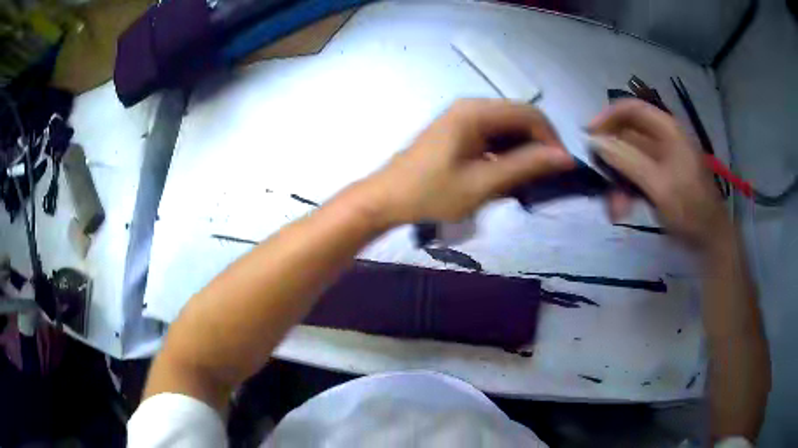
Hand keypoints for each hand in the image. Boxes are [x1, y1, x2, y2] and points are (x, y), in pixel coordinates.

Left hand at [367, 99, 574, 224]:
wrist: (386, 199)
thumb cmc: (431, 193)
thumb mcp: (482, 183)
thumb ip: (525, 166)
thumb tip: (564, 157)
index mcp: (476, 112)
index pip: (530, 113)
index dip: (551, 138)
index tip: (561, 168)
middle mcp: (471, 107)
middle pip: (520, 117)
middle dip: (538, 144)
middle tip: (546, 177)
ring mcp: (463, 117)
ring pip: (507, 127)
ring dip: (523, 150)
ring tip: (528, 179)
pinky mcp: (458, 131)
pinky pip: (493, 135)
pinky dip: (506, 152)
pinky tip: (507, 174)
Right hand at [589, 99, 730, 248]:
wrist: (710, 239)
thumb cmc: (690, 208)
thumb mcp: (658, 184)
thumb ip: (626, 160)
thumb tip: (594, 142)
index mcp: (667, 130)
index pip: (631, 109)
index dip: (607, 117)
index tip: (589, 137)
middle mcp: (662, 140)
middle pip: (627, 136)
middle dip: (611, 160)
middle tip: (598, 180)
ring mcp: (661, 161)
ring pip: (628, 160)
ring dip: (617, 181)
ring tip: (614, 208)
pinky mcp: (660, 179)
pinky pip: (635, 177)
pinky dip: (626, 191)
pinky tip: (621, 210)